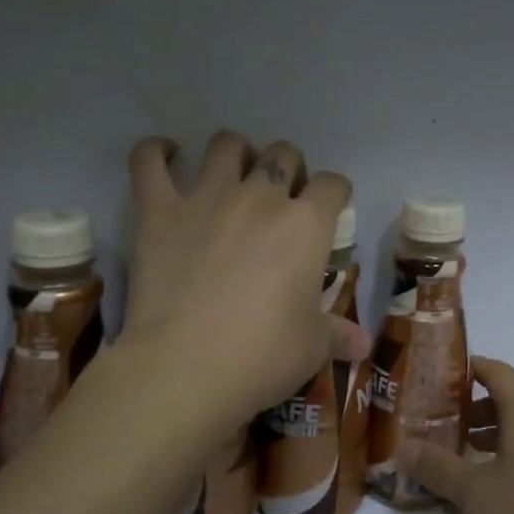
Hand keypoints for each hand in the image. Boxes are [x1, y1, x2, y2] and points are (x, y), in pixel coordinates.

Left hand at [120, 131, 367, 445]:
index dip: (335, 194)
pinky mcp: (159, 211)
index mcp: (306, 224)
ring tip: (234, 174)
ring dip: (236, 153)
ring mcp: (207, 198)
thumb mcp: (313, 346)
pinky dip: (156, 151)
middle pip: (283, 154)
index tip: (330, 210)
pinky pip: (149, 161)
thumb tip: (364, 345)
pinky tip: (165, 153)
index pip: (332, 185)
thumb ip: (338, 334)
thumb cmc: (263, 355)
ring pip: (226, 145)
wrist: (186, 368)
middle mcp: (261, 197)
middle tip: (282, 198)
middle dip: (289, 168)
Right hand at [398, 357, 513, 513]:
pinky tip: (506, 488)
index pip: (497, 372)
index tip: (443, 376)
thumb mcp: (476, 494)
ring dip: (497, 437)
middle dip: (475, 411)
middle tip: (443, 428)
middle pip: (511, 402)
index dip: (470, 369)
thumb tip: (404, 447)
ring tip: (468, 461)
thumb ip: (438, 468)